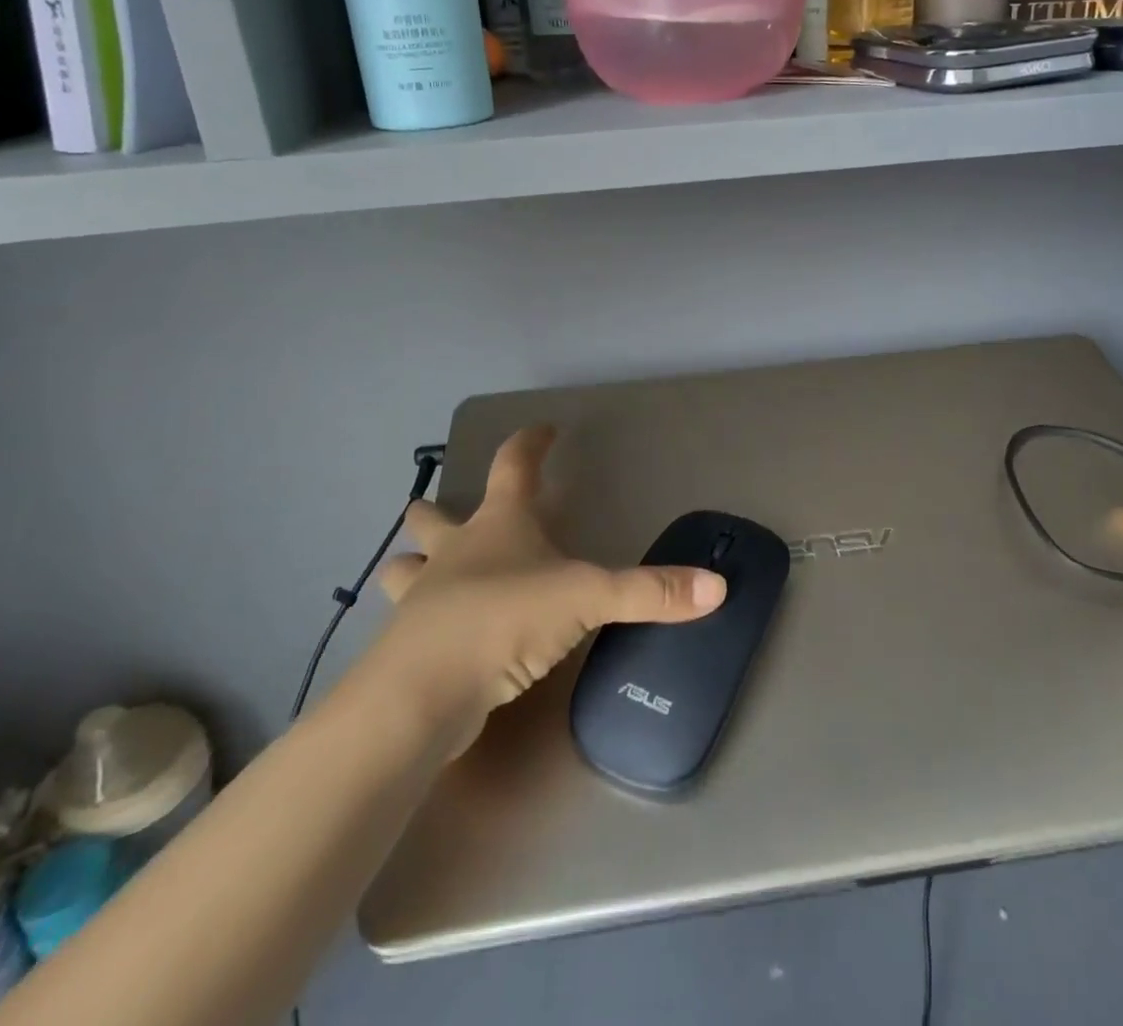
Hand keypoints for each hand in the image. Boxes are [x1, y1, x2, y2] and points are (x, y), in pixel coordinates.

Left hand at [347, 427, 725, 755]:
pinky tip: (434, 633)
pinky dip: (417, 619)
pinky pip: (408, 622)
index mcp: (498, 524)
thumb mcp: (588, 599)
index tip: (544, 429)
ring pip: (404, 569)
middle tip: (440, 508)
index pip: (513, 464)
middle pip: (433, 516)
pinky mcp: (408, 645)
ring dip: (411, 564)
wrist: (425, 693)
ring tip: (421, 571)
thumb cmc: (505, 619)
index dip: (530, 442)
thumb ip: (651, 592)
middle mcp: (455, 551)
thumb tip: (717, 586)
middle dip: (434, 509)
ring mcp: (423, 597)